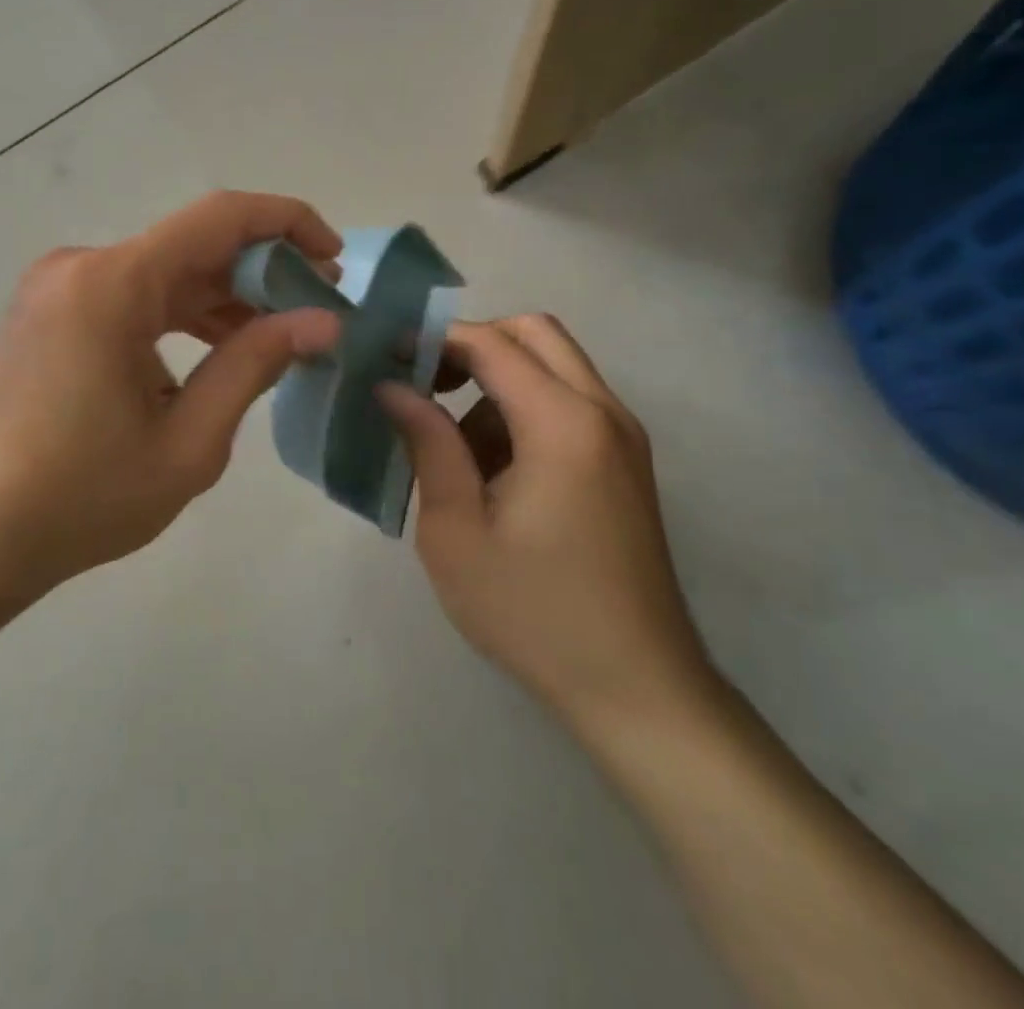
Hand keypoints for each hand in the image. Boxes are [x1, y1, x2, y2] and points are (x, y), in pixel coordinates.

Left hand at [0, 192, 341, 602]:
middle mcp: (83, 267)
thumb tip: (322, 322)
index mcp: (113, 284)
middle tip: (319, 312)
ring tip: (280, 337)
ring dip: (224, 298)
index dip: (287, 224)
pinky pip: (133, 299)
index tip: (334, 259)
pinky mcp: (51, 316)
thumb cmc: (74, 498)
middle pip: (193, 246)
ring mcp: (60, 289)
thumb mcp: (186, 442)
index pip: (220, 217)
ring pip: (164, 274)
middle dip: (263, 271)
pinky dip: (181, 317)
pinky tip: (216, 355)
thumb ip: (254, 366)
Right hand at [379, 316, 716, 737]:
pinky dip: (523, 413)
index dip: (433, 339)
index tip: (386, 358)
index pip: (491, 343)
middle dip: (473, 345)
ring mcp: (622, 438)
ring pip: (552, 368)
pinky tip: (493, 477)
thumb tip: (392, 386)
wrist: (637, 689)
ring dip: (497, 385)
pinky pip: (567, 406)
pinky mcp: (624, 464)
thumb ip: (427, 444)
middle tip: (425, 385)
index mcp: (563, 423)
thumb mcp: (456, 530)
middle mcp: (603, 412)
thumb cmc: (532, 612)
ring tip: (455, 454)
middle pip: (534, 333)